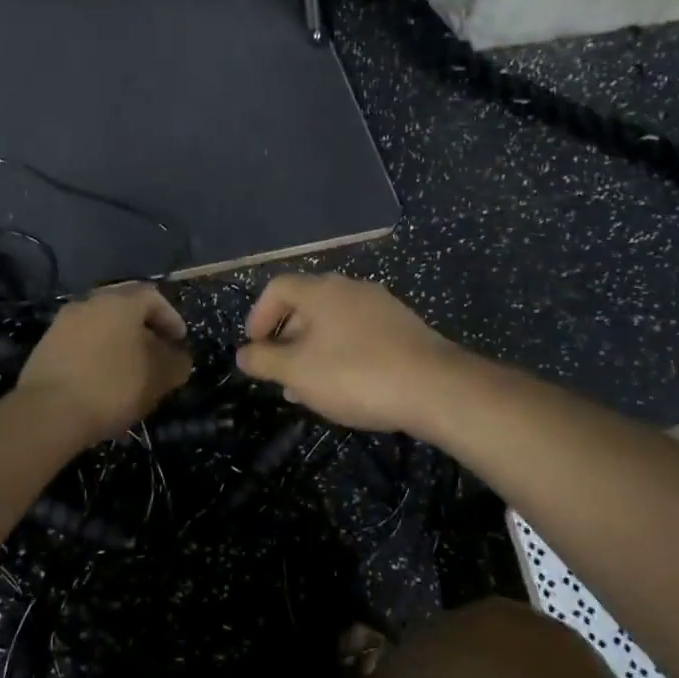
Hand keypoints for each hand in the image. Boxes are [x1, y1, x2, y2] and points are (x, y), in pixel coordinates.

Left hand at [17, 284, 191, 441]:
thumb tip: (178, 357)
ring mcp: (63, 323)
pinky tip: (100, 380)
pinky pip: (80, 342)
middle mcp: (90, 303)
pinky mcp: (45, 346)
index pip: (152, 296)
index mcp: (120, 302)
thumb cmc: (112, 387)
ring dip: (117, 341)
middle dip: (142, 327)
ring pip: (99, 324)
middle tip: (155, 351)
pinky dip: (95, 354)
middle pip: (123, 307)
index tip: (179, 341)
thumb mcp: (158, 378)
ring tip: (128, 370)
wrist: (48, 412)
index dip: (170, 317)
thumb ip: (176, 363)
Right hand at [236, 274, 467, 434]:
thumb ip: (265, 361)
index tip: (254, 347)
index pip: (278, 288)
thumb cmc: (355, 374)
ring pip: (334, 323)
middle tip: (280, 374)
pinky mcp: (403, 327)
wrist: (435, 387)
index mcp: (321, 290)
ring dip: (314, 351)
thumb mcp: (298, 372)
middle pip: (307, 305)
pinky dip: (342, 353)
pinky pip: (359, 334)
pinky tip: (346, 386)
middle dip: (287, 339)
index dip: (259, 315)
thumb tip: (243, 354)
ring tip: (309, 389)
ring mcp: (381, 306)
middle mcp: (350, 288)